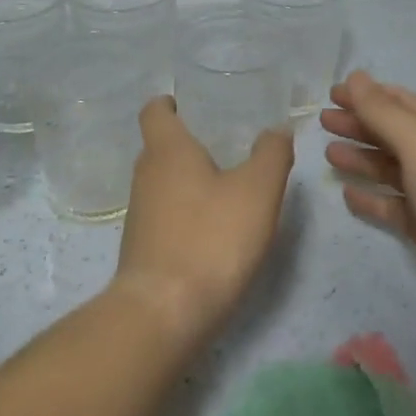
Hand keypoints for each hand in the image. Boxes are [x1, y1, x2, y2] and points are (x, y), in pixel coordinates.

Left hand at [112, 96, 295, 341]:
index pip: (154, 111)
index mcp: (166, 150)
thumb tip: (276, 131)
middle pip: (160, 147)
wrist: (165, 312)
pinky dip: (185, 213)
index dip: (168, 103)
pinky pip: (164, 215)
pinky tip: (213, 229)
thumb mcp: (257, 190)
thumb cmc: (211, 237)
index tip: (188, 103)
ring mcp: (139, 214)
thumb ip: (271, 154)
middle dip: (188, 143)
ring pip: (162, 183)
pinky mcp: (142, 248)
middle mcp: (145, 175)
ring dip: (188, 180)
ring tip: (226, 187)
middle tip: (224, 146)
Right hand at [322, 71, 415, 332]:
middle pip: (389, 134)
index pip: (397, 102)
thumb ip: (384, 112)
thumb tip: (356, 76)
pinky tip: (347, 195)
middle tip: (322, 121)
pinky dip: (369, 198)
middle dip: (358, 124)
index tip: (332, 93)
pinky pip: (390, 206)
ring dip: (360, 158)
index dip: (365, 94)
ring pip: (387, 169)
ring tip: (328, 154)